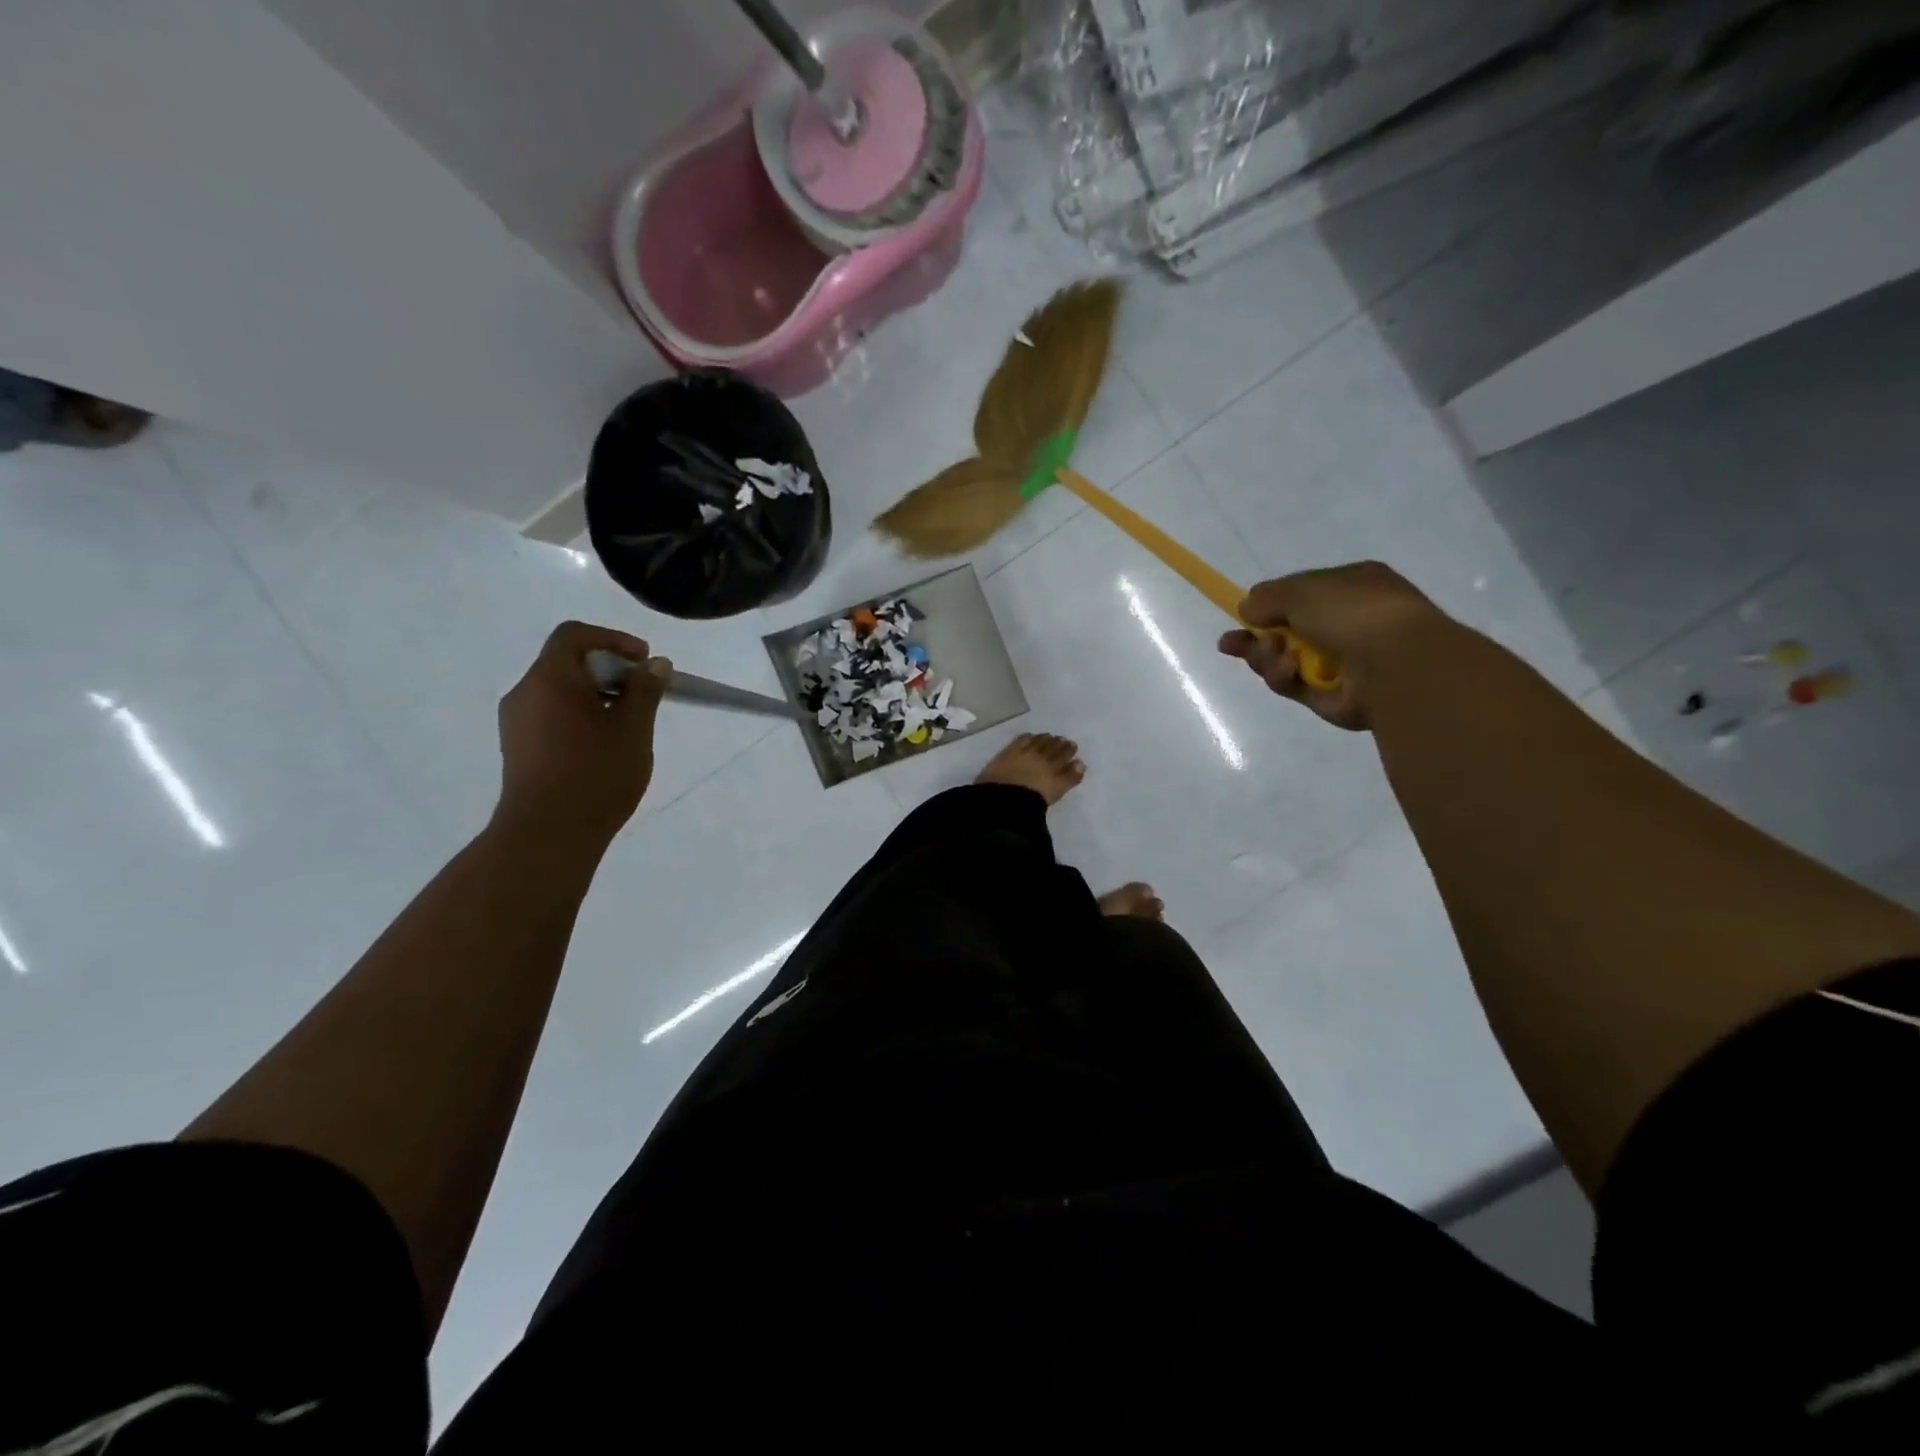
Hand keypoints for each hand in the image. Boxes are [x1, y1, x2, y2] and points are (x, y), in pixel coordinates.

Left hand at [492, 621, 668, 847]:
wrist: (548, 835)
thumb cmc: (595, 774)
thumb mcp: (633, 729)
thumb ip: (645, 690)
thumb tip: (656, 664)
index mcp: (549, 679)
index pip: (574, 635)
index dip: (613, 639)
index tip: (644, 661)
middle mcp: (524, 693)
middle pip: (566, 662)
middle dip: (609, 669)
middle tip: (643, 694)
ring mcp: (516, 723)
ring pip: (559, 690)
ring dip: (596, 694)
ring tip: (628, 723)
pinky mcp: (518, 748)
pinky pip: (551, 714)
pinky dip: (580, 715)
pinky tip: (603, 745)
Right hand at [1219, 562, 1453, 730]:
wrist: (1395, 662)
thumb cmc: (1353, 612)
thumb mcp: (1301, 590)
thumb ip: (1267, 597)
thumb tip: (1246, 609)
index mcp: (1352, 588)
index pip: (1302, 595)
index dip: (1271, 605)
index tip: (1242, 614)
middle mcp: (1347, 624)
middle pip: (1286, 632)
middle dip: (1256, 638)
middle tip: (1231, 644)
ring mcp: (1341, 663)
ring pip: (1284, 660)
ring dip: (1267, 657)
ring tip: (1271, 655)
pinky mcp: (1330, 697)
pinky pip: (1293, 686)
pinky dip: (1283, 677)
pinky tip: (1287, 671)